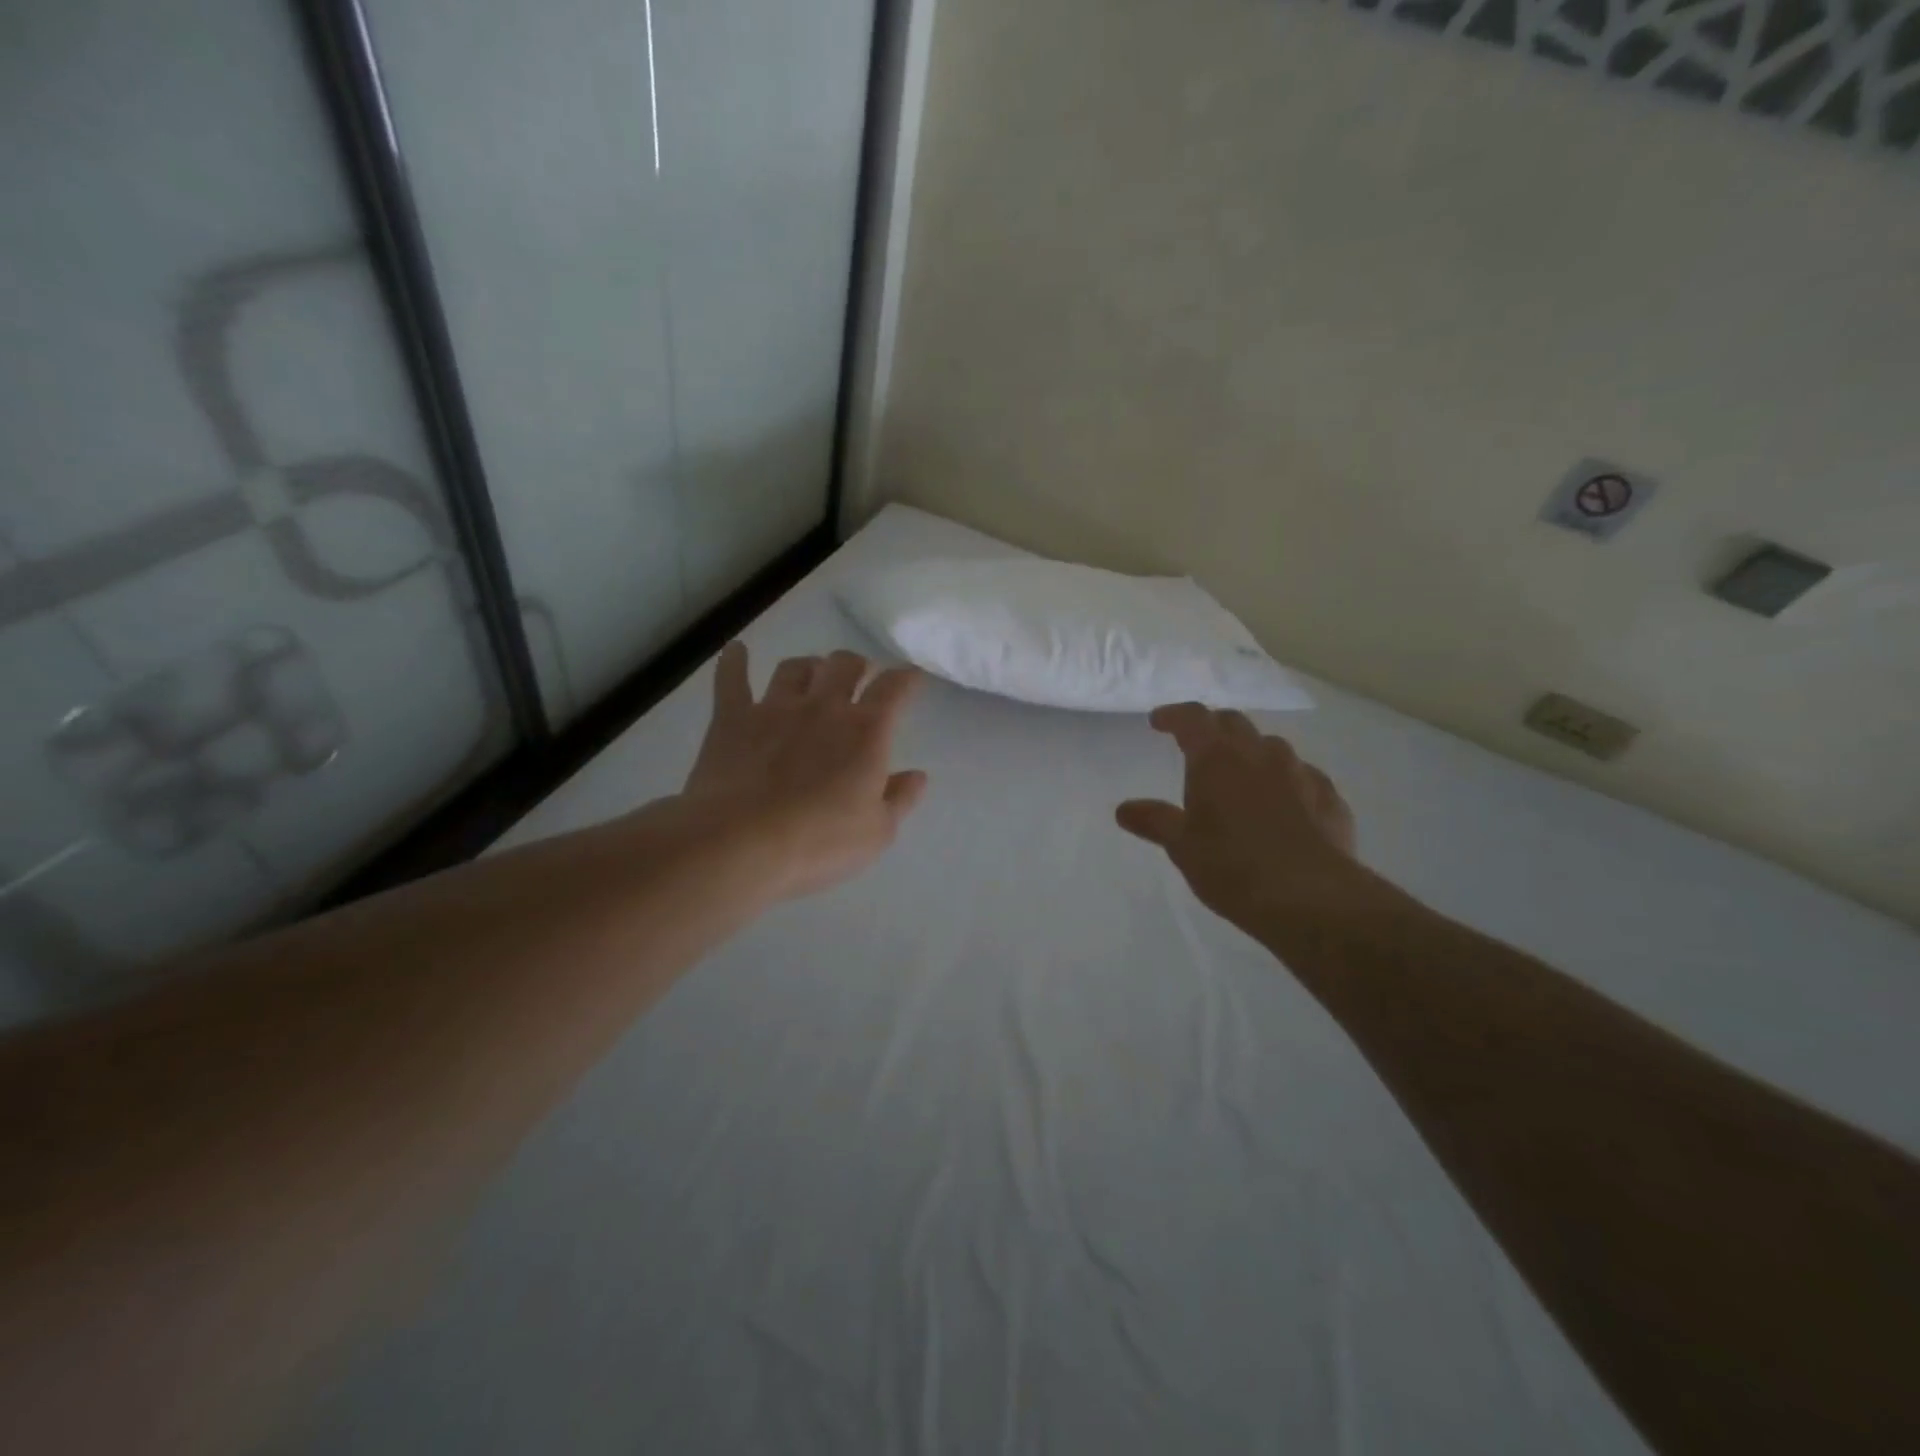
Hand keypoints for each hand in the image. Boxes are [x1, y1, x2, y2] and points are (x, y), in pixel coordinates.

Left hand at [676, 643, 927, 899]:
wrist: (742, 842)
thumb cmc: (819, 841)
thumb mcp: (877, 832)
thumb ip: (900, 799)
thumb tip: (918, 776)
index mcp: (866, 731)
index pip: (894, 688)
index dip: (907, 677)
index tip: (911, 676)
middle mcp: (823, 707)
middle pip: (844, 664)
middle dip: (856, 665)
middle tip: (858, 676)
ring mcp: (774, 708)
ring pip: (794, 667)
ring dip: (808, 666)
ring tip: (811, 674)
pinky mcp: (732, 718)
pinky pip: (732, 679)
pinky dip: (735, 661)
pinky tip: (737, 651)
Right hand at [1117, 704, 1360, 944]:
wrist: (1310, 897)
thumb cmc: (1232, 866)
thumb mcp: (1182, 846)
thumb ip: (1154, 821)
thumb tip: (1124, 809)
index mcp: (1217, 758)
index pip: (1193, 718)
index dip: (1174, 715)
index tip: (1158, 722)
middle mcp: (1260, 754)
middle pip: (1234, 723)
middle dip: (1213, 728)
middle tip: (1198, 745)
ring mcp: (1301, 773)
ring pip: (1272, 748)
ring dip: (1252, 753)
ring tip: (1242, 778)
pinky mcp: (1330, 799)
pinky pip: (1304, 778)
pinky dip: (1288, 783)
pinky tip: (1285, 807)